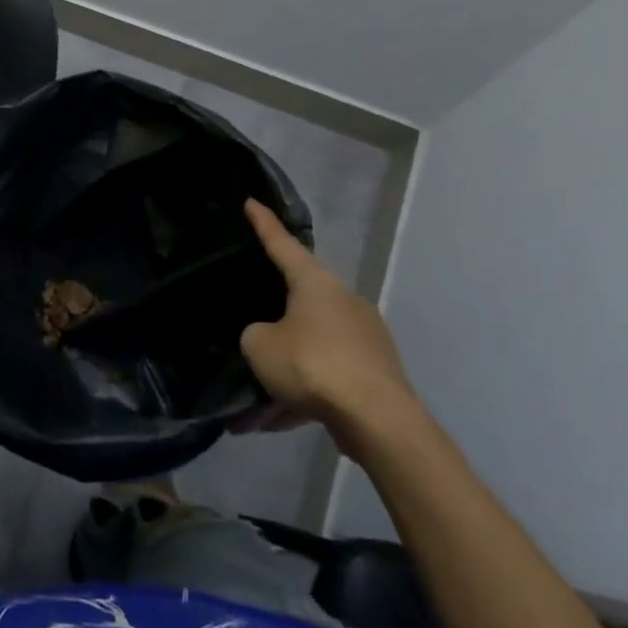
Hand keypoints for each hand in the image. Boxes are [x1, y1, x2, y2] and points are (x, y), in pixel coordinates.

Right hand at [238, 198, 423, 459]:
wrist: (379, 422)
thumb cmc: (313, 365)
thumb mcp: (260, 346)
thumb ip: (255, 335)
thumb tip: (269, 340)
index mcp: (316, 283)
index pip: (283, 244)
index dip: (263, 224)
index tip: (252, 202)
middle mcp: (343, 302)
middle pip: (297, 303)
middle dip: (270, 324)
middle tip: (247, 334)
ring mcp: (363, 340)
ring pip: (309, 349)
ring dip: (281, 373)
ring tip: (249, 407)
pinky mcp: (374, 375)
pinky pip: (325, 379)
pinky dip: (299, 397)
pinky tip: (269, 425)